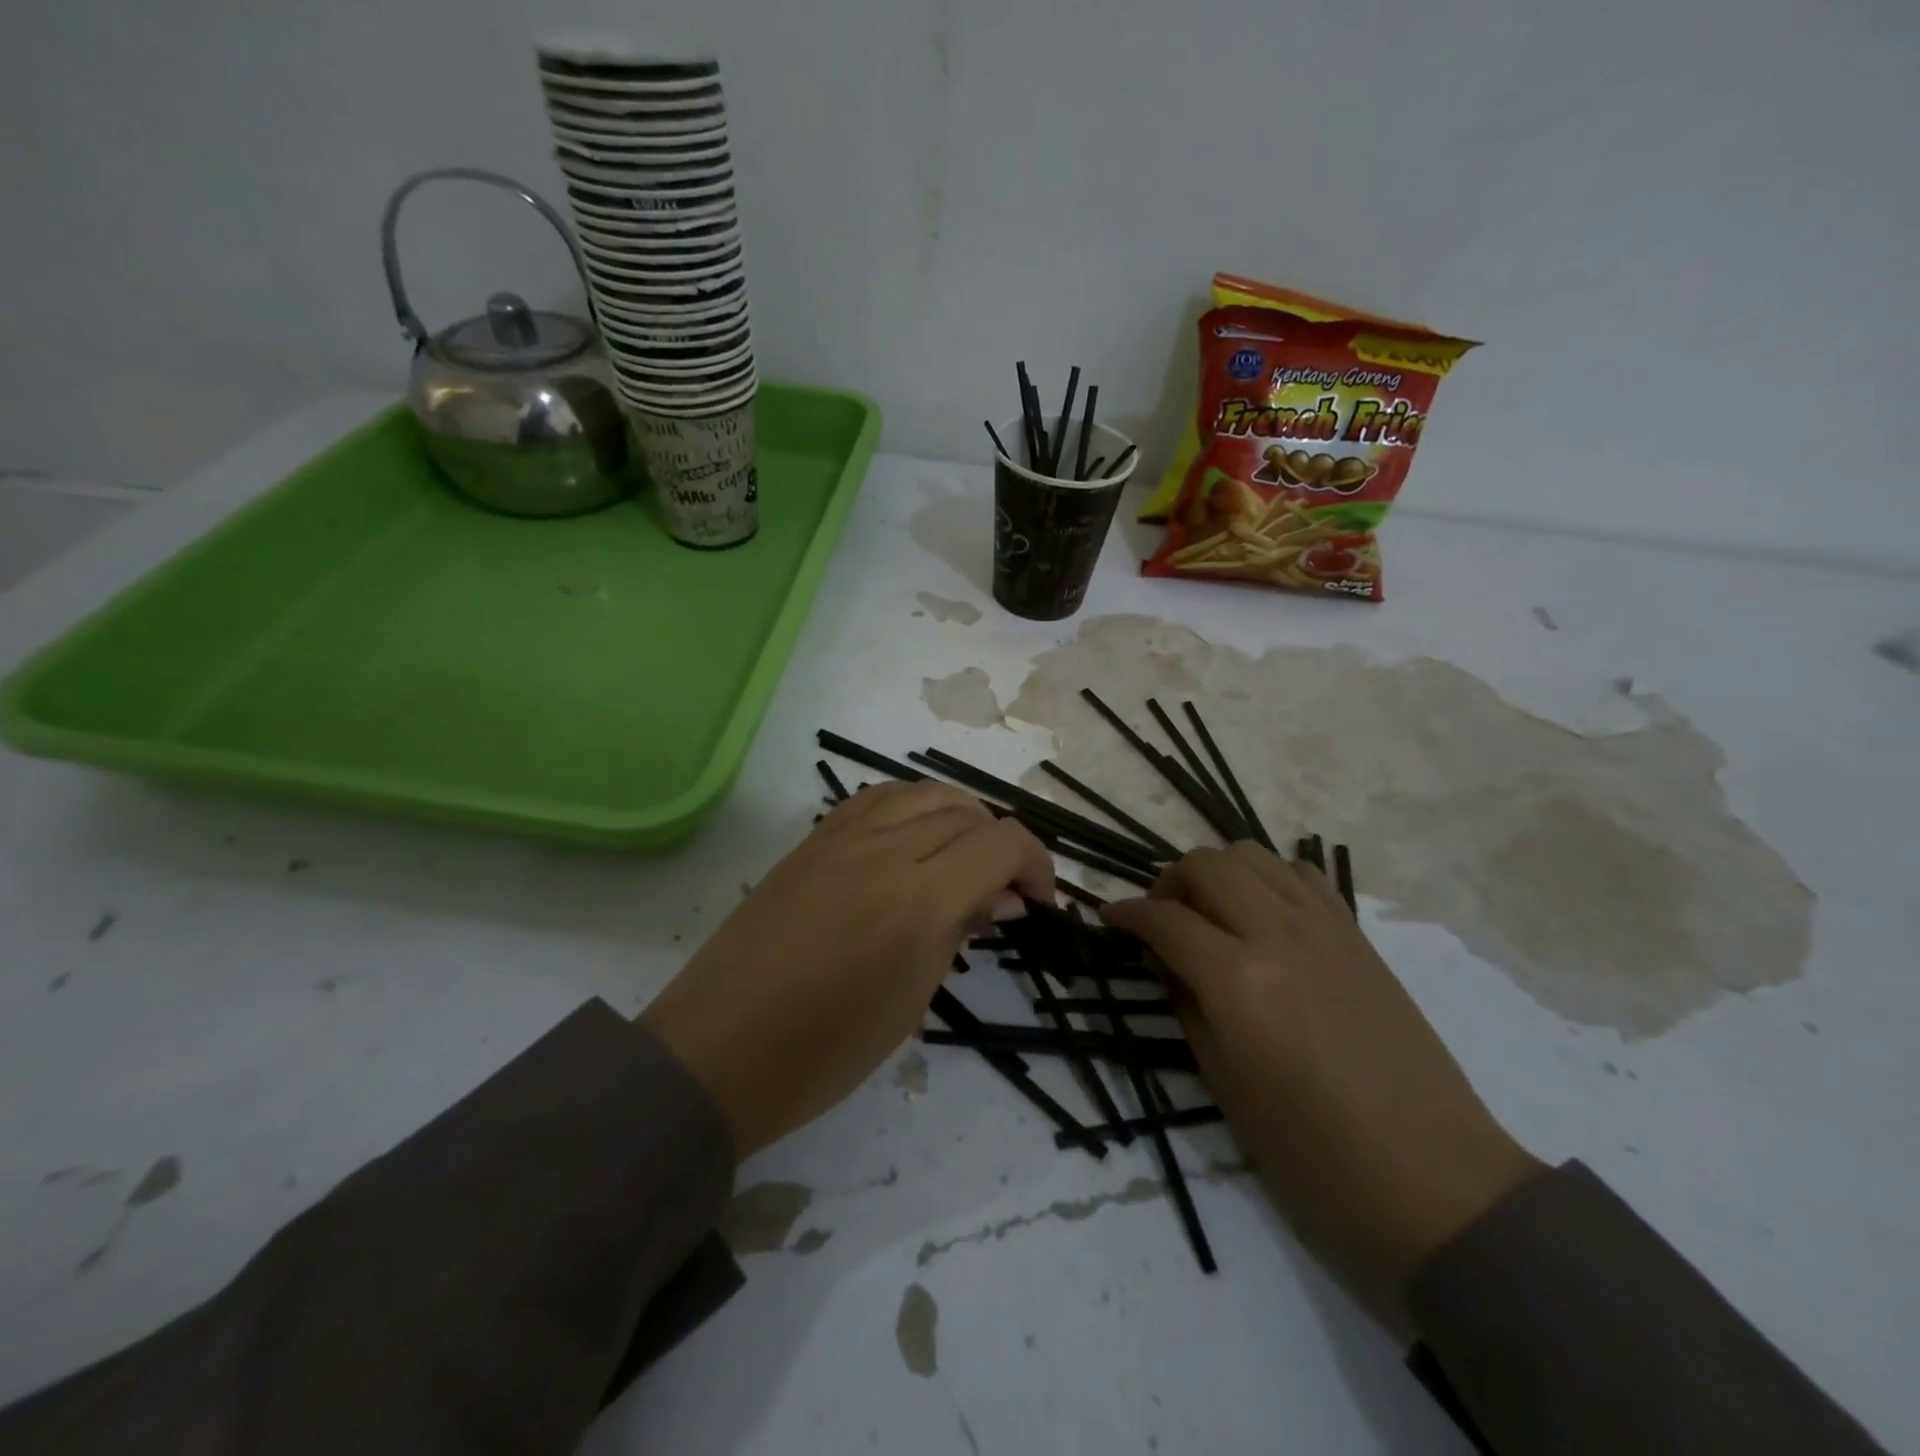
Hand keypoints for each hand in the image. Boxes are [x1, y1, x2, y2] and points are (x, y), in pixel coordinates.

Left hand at [643, 781, 1052, 1157]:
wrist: (718, 1051)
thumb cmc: (824, 1051)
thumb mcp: (912, 1001)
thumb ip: (959, 932)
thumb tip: (1000, 898)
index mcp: (919, 899)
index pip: (1001, 843)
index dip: (1036, 863)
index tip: (1039, 901)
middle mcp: (884, 850)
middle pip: (966, 811)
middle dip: (1000, 843)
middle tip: (1002, 890)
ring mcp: (840, 838)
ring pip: (921, 792)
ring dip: (959, 815)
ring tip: (963, 855)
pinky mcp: (810, 841)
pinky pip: (874, 799)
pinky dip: (910, 807)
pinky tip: (912, 838)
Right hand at [1103, 843, 1543, 1330]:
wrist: (1431, 1183)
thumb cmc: (1312, 1155)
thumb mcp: (1224, 1084)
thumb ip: (1186, 1004)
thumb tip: (1163, 958)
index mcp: (1238, 979)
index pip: (1164, 918)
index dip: (1126, 914)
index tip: (1109, 919)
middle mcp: (1279, 934)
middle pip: (1207, 864)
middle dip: (1169, 882)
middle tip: (1160, 919)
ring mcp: (1326, 929)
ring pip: (1254, 855)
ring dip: (1218, 872)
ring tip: (1211, 912)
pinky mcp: (1359, 937)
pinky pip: (1303, 877)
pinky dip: (1269, 879)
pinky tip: (1264, 916)